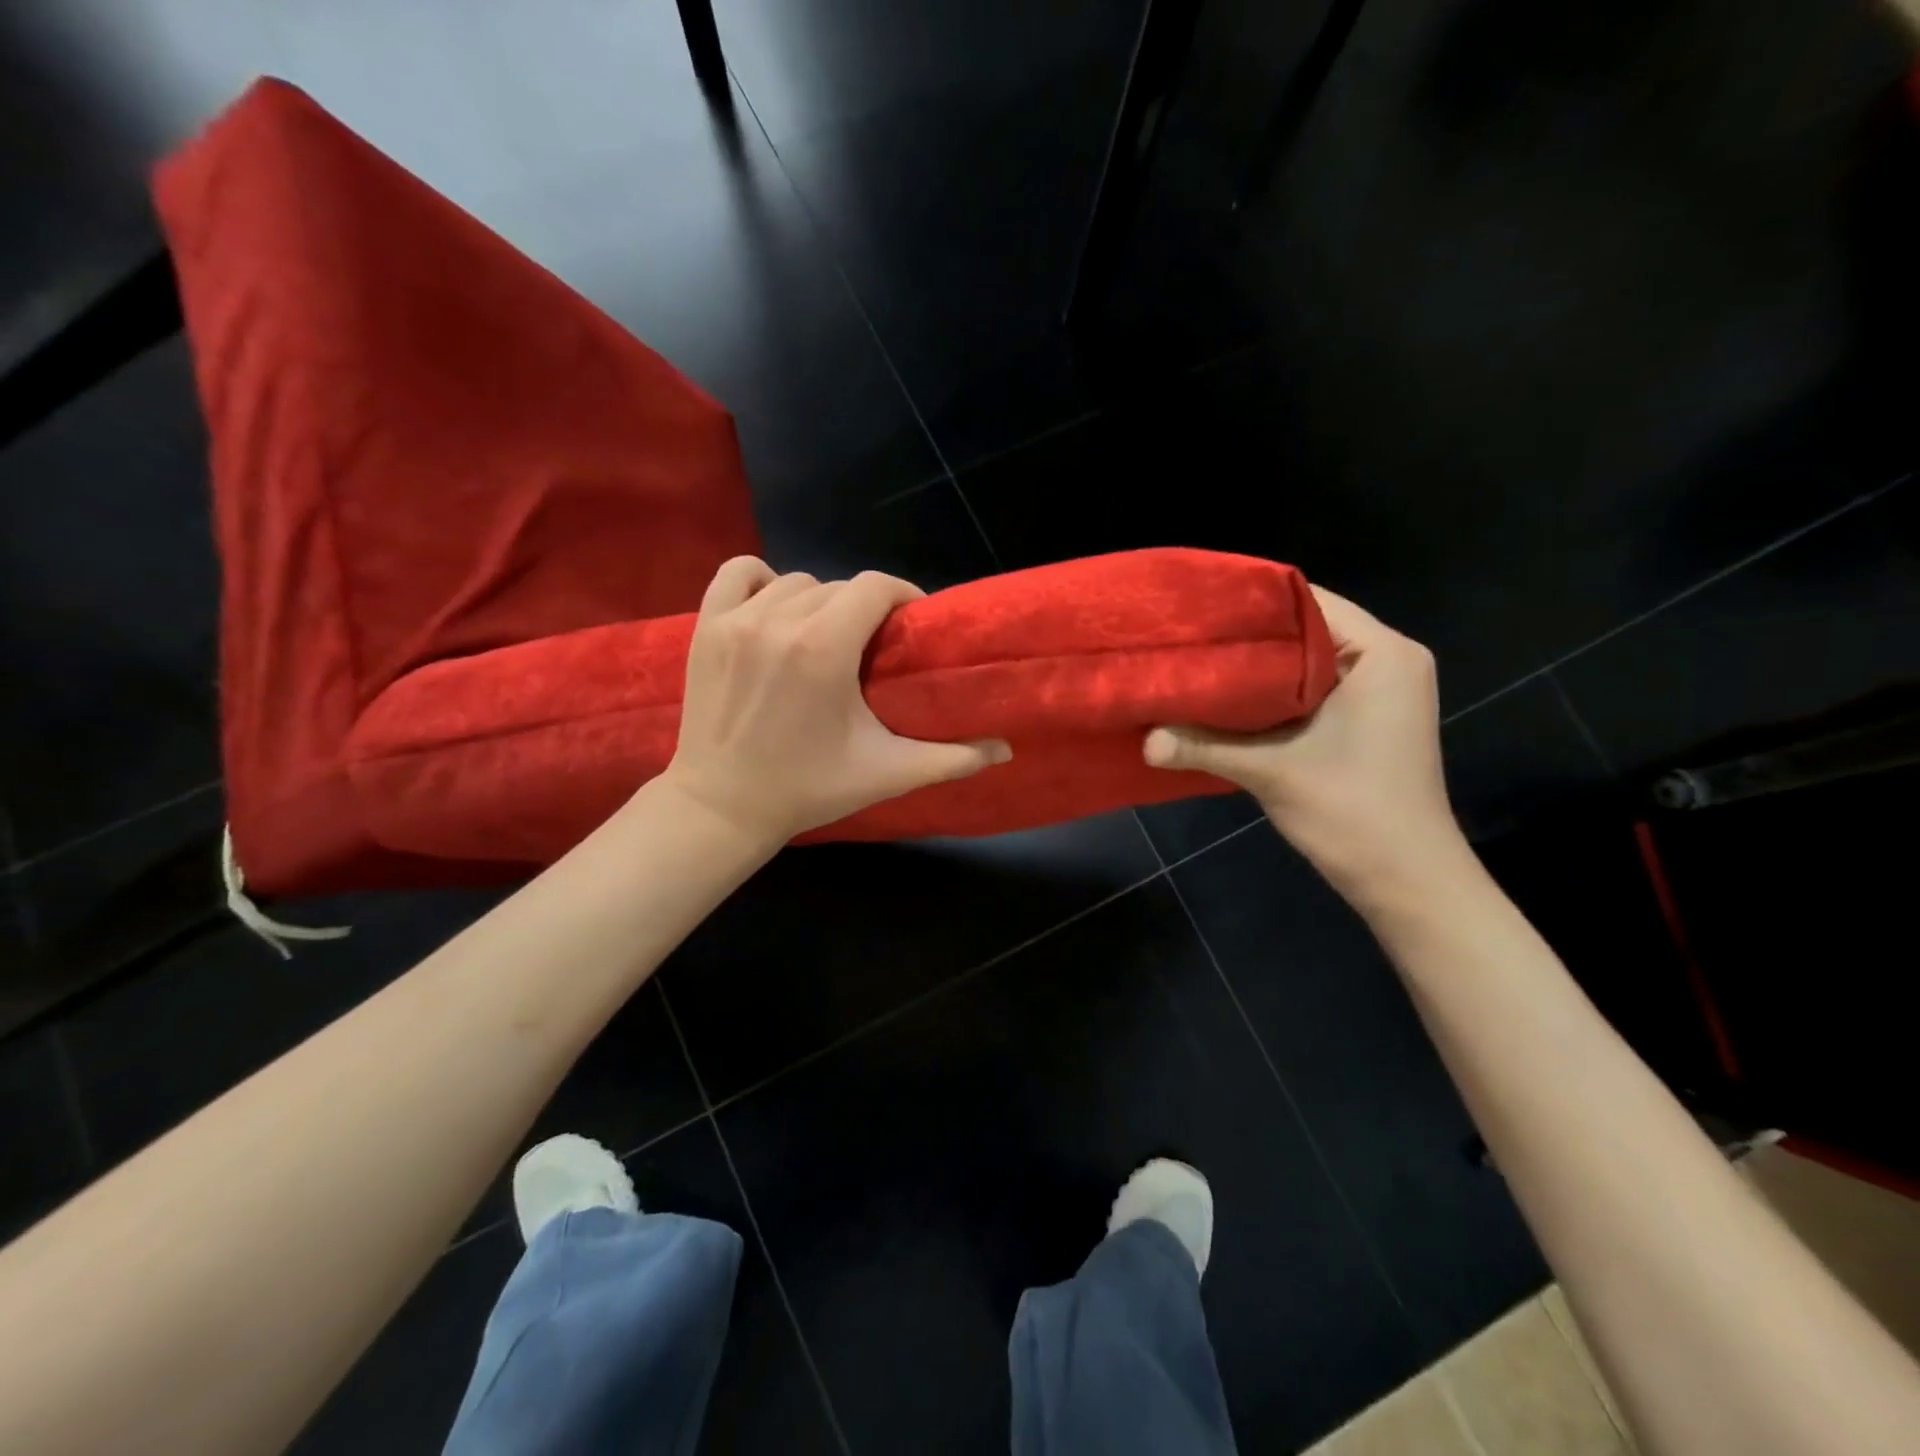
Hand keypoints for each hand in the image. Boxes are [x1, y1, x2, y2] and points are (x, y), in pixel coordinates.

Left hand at [660, 558, 1011, 847]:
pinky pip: (738, 574)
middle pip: (839, 587)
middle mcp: (779, 621)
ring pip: (795, 582)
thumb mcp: (886, 773)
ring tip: (826, 636)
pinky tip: (775, 610)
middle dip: (864, 609)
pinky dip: (761, 582)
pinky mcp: (707, 627)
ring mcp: (736, 621)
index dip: (902, 597)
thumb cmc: (808, 789)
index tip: (910, 624)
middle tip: (871, 646)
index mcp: (824, 649)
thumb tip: (1006, 750)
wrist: (722, 807)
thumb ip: (951, 758)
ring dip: (819, 601)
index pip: (875, 587)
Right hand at [1143, 587, 1467, 903]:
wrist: (1407, 881)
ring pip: (1307, 660)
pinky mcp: (1368, 719)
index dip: (1250, 603)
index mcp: (1382, 654)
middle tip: (1188, 639)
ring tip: (1198, 664)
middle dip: (1248, 636)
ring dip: (1258, 667)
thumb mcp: (1271, 772)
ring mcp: (1381, 692)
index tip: (1196, 611)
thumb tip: (1143, 741)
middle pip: (1306, 629)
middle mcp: (1389, 661)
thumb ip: (1204, 747)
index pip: (1308, 602)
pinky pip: (1313, 686)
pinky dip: (1273, 691)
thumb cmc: (1353, 812)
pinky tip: (1227, 701)